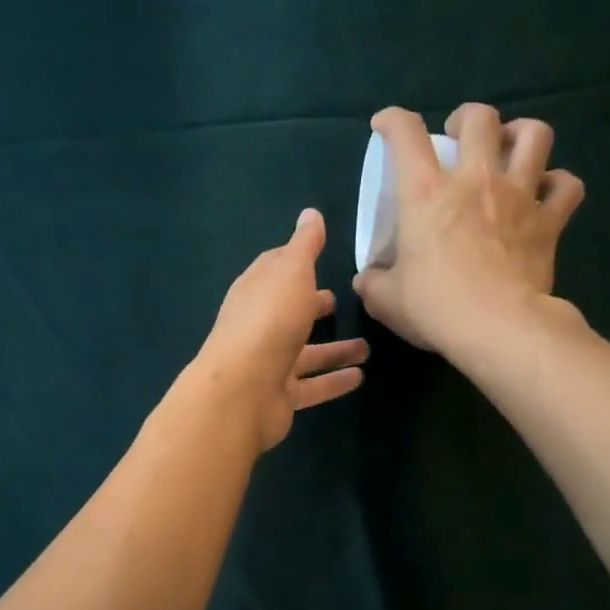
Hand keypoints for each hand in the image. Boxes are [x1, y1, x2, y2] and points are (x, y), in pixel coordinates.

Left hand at [194, 209, 369, 452]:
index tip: (319, 255)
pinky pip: (312, 386)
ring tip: (367, 347)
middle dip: (311, 306)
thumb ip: (304, 246)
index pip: (273, 270)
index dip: (294, 261)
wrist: (243, 390)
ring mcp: (267, 364)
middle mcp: (258, 326)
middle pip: (288, 313)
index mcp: (255, 291)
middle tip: (340, 302)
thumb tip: (310, 213)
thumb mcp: (291, 272)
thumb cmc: (269, 321)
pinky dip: (333, 381)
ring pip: (305, 354)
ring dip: (334, 350)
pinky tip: (360, 377)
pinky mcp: (279, 396)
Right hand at [352, 103, 585, 360]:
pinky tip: (548, 193)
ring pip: (535, 135)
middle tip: (460, 136)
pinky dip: (558, 184)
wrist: (495, 326)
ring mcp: (519, 196)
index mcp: (426, 193)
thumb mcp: (386, 299)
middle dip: (468, 118)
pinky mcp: (549, 220)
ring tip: (510, 148)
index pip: (406, 134)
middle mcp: (475, 181)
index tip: (386, 125)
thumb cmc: (433, 307)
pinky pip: (567, 185)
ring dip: (522, 134)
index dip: (393, 120)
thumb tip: (367, 279)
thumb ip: (374, 282)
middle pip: (481, 118)